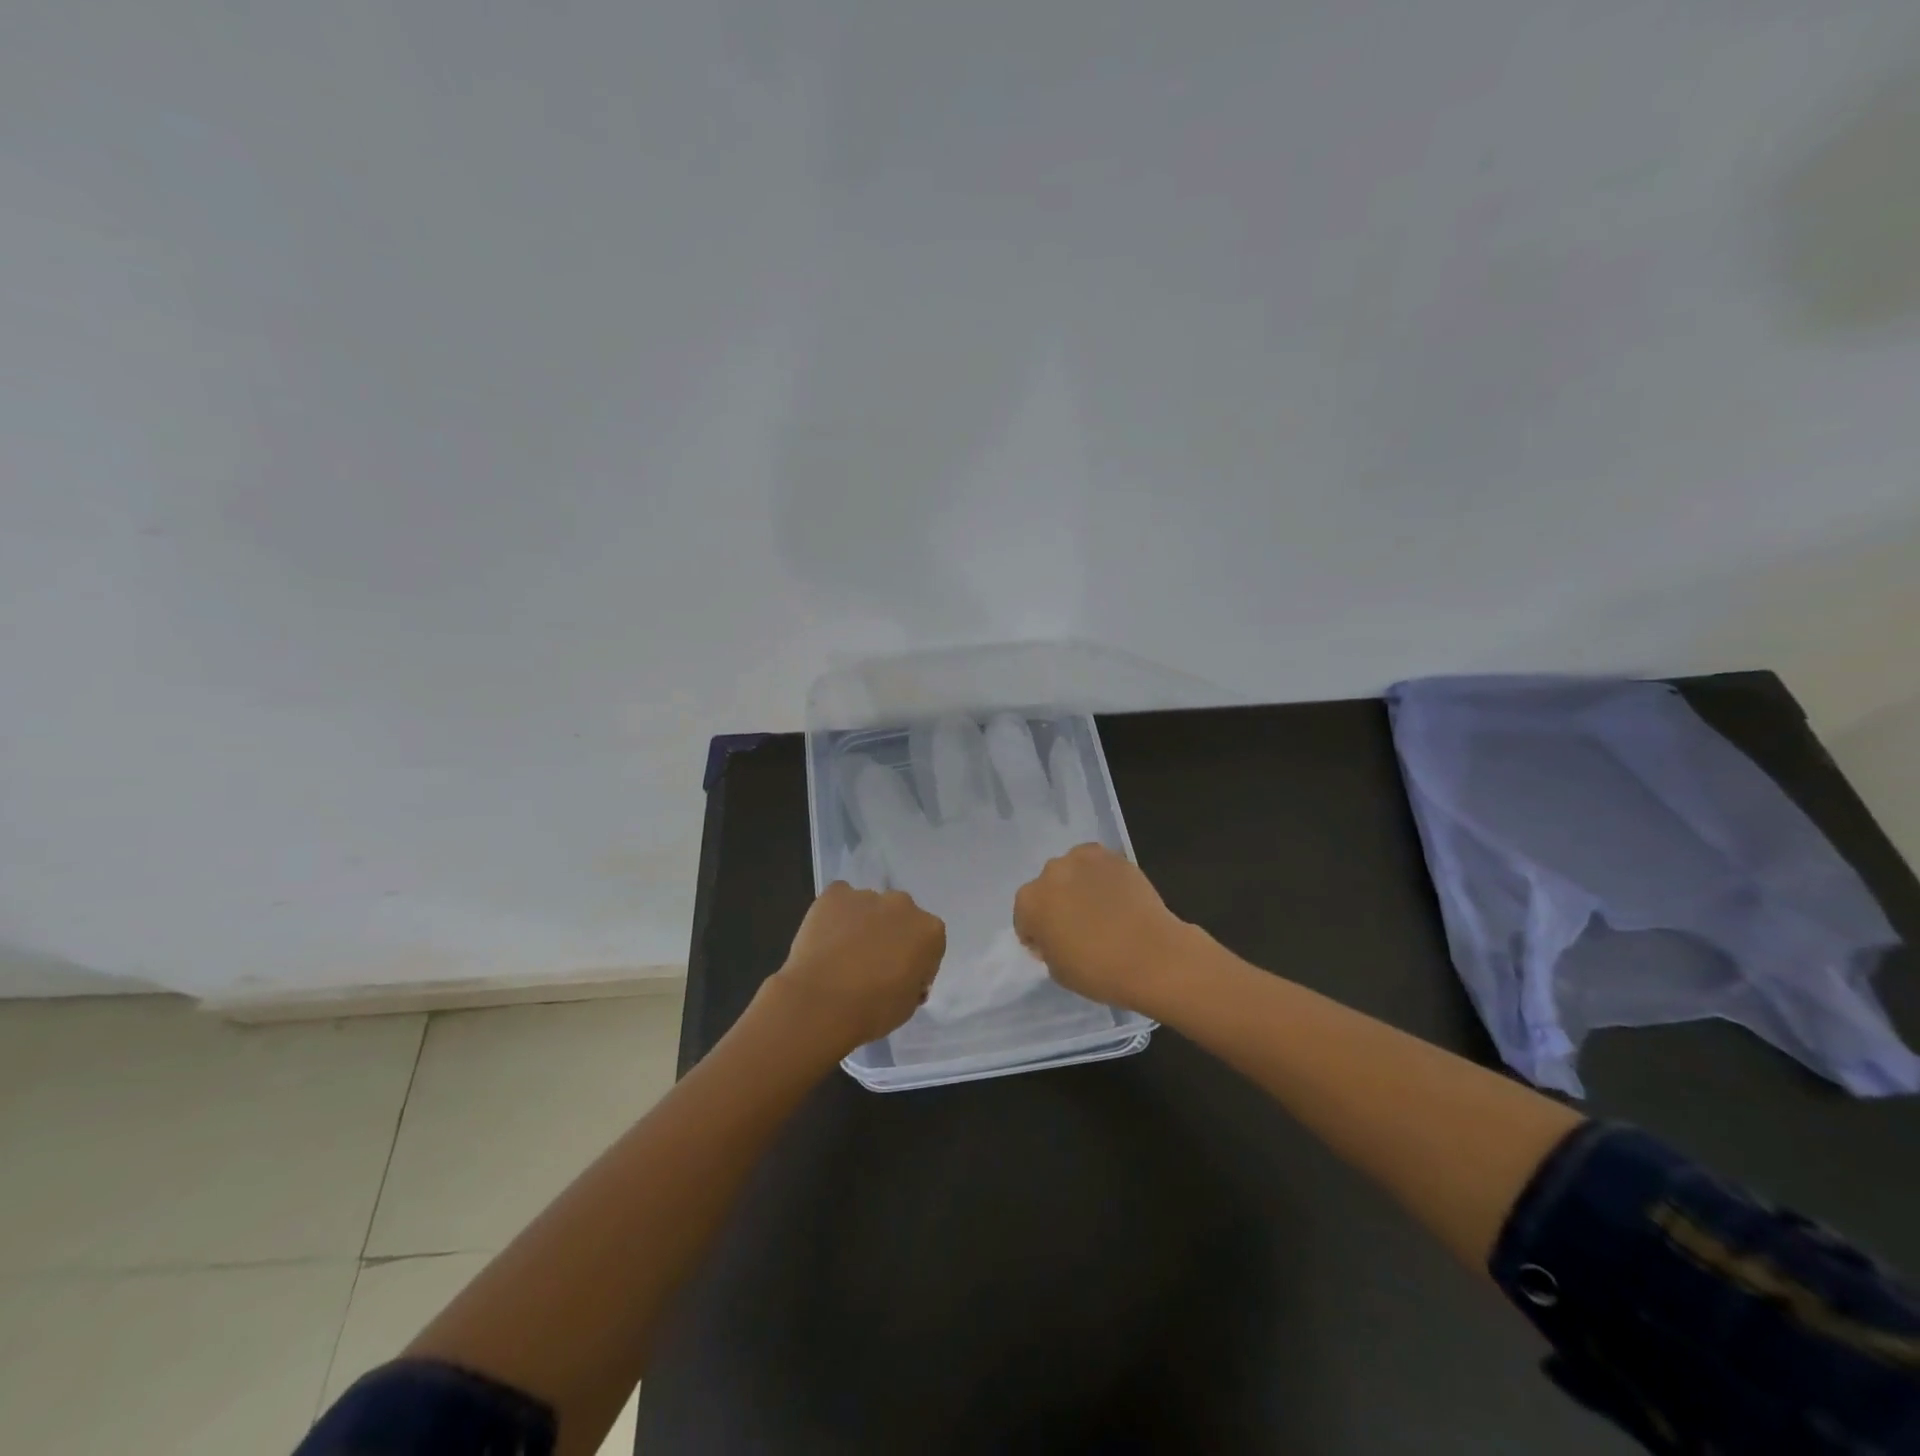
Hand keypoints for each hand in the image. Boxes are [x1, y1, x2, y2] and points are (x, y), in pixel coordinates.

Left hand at [763, 882, 946, 1058]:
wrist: (821, 1003)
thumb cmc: (873, 1010)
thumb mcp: (909, 1005)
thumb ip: (913, 980)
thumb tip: (903, 974)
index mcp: (930, 931)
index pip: (928, 944)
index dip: (915, 963)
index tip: (900, 980)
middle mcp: (904, 905)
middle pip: (901, 918)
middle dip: (891, 936)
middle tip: (872, 964)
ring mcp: (868, 896)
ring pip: (870, 907)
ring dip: (863, 924)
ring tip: (842, 954)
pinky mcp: (835, 894)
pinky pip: (840, 899)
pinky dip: (836, 913)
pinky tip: (826, 937)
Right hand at [1013, 844, 1194, 1012]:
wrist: (1152, 956)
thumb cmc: (1098, 971)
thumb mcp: (1057, 970)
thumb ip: (1047, 946)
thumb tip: (1055, 934)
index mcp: (1029, 901)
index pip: (1024, 916)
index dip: (1038, 933)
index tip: (1054, 945)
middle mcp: (1050, 872)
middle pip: (1047, 888)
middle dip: (1057, 903)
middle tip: (1079, 925)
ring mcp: (1082, 859)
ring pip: (1072, 871)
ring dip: (1078, 886)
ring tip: (1101, 909)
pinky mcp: (1112, 855)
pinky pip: (1098, 865)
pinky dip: (1102, 877)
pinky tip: (1117, 897)